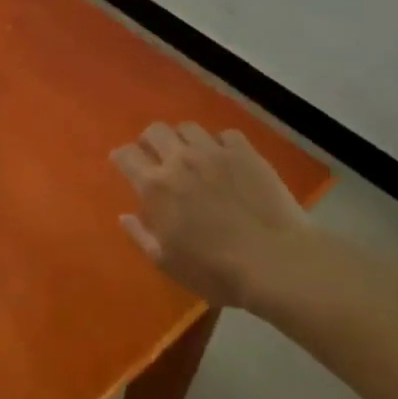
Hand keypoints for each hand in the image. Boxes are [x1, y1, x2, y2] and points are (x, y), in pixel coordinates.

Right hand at [110, 123, 311, 309]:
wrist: (275, 262)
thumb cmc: (215, 271)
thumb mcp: (167, 263)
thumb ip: (140, 235)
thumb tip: (124, 215)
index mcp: (155, 187)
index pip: (126, 155)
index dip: (122, 157)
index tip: (124, 165)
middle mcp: (180, 160)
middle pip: (155, 131)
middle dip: (150, 141)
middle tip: (157, 157)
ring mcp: (214, 152)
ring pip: (189, 127)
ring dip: (184, 139)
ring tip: (191, 155)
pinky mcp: (245, 152)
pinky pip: (226, 135)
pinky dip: (220, 144)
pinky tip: (226, 159)